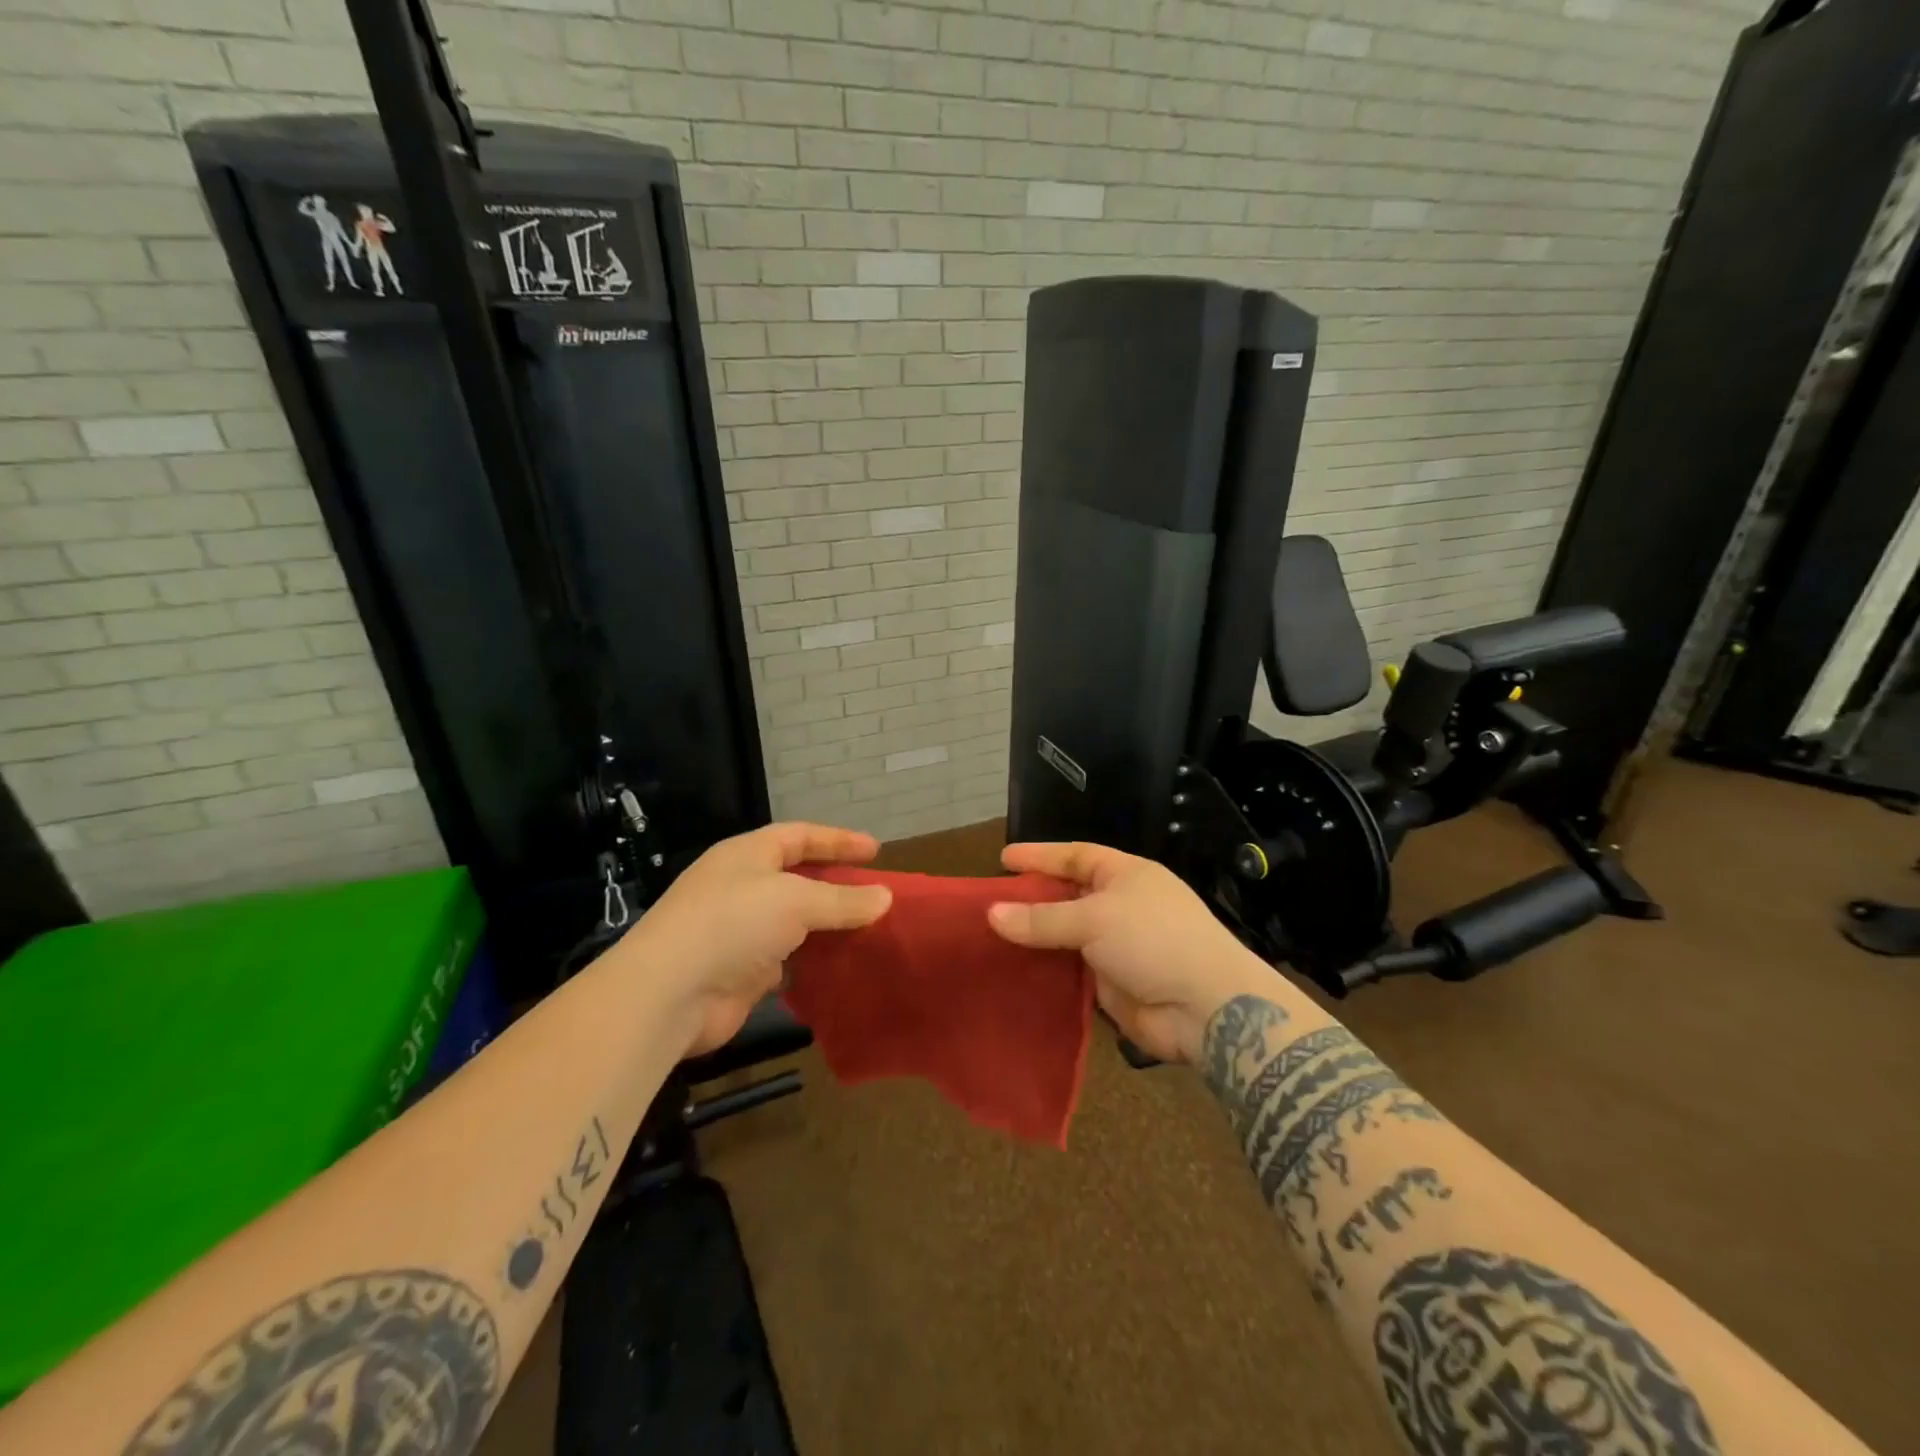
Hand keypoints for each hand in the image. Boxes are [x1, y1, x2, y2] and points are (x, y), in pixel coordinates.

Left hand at [620, 822, 892, 1055]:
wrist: (670, 994)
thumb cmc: (733, 924)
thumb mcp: (796, 901)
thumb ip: (843, 900)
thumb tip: (886, 897)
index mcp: (747, 855)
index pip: (799, 836)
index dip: (838, 840)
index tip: (876, 851)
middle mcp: (742, 887)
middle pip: (798, 879)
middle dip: (837, 885)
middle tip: (876, 894)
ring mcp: (740, 931)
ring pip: (795, 922)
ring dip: (829, 926)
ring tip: (870, 931)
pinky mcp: (742, 972)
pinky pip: (790, 960)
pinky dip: (815, 962)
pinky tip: (844, 966)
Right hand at [987, 841, 1282, 1064]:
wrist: (1207, 1008)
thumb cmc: (1154, 940)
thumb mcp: (1095, 918)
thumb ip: (1042, 918)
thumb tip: (992, 914)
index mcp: (1127, 875)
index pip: (1076, 856)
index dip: (1040, 856)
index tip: (1002, 859)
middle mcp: (1122, 905)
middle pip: (1068, 896)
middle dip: (1032, 898)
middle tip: (990, 901)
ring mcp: (1118, 946)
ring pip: (1067, 936)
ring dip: (1036, 937)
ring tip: (992, 937)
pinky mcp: (1113, 984)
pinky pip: (1071, 971)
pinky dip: (1047, 970)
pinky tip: (1016, 971)